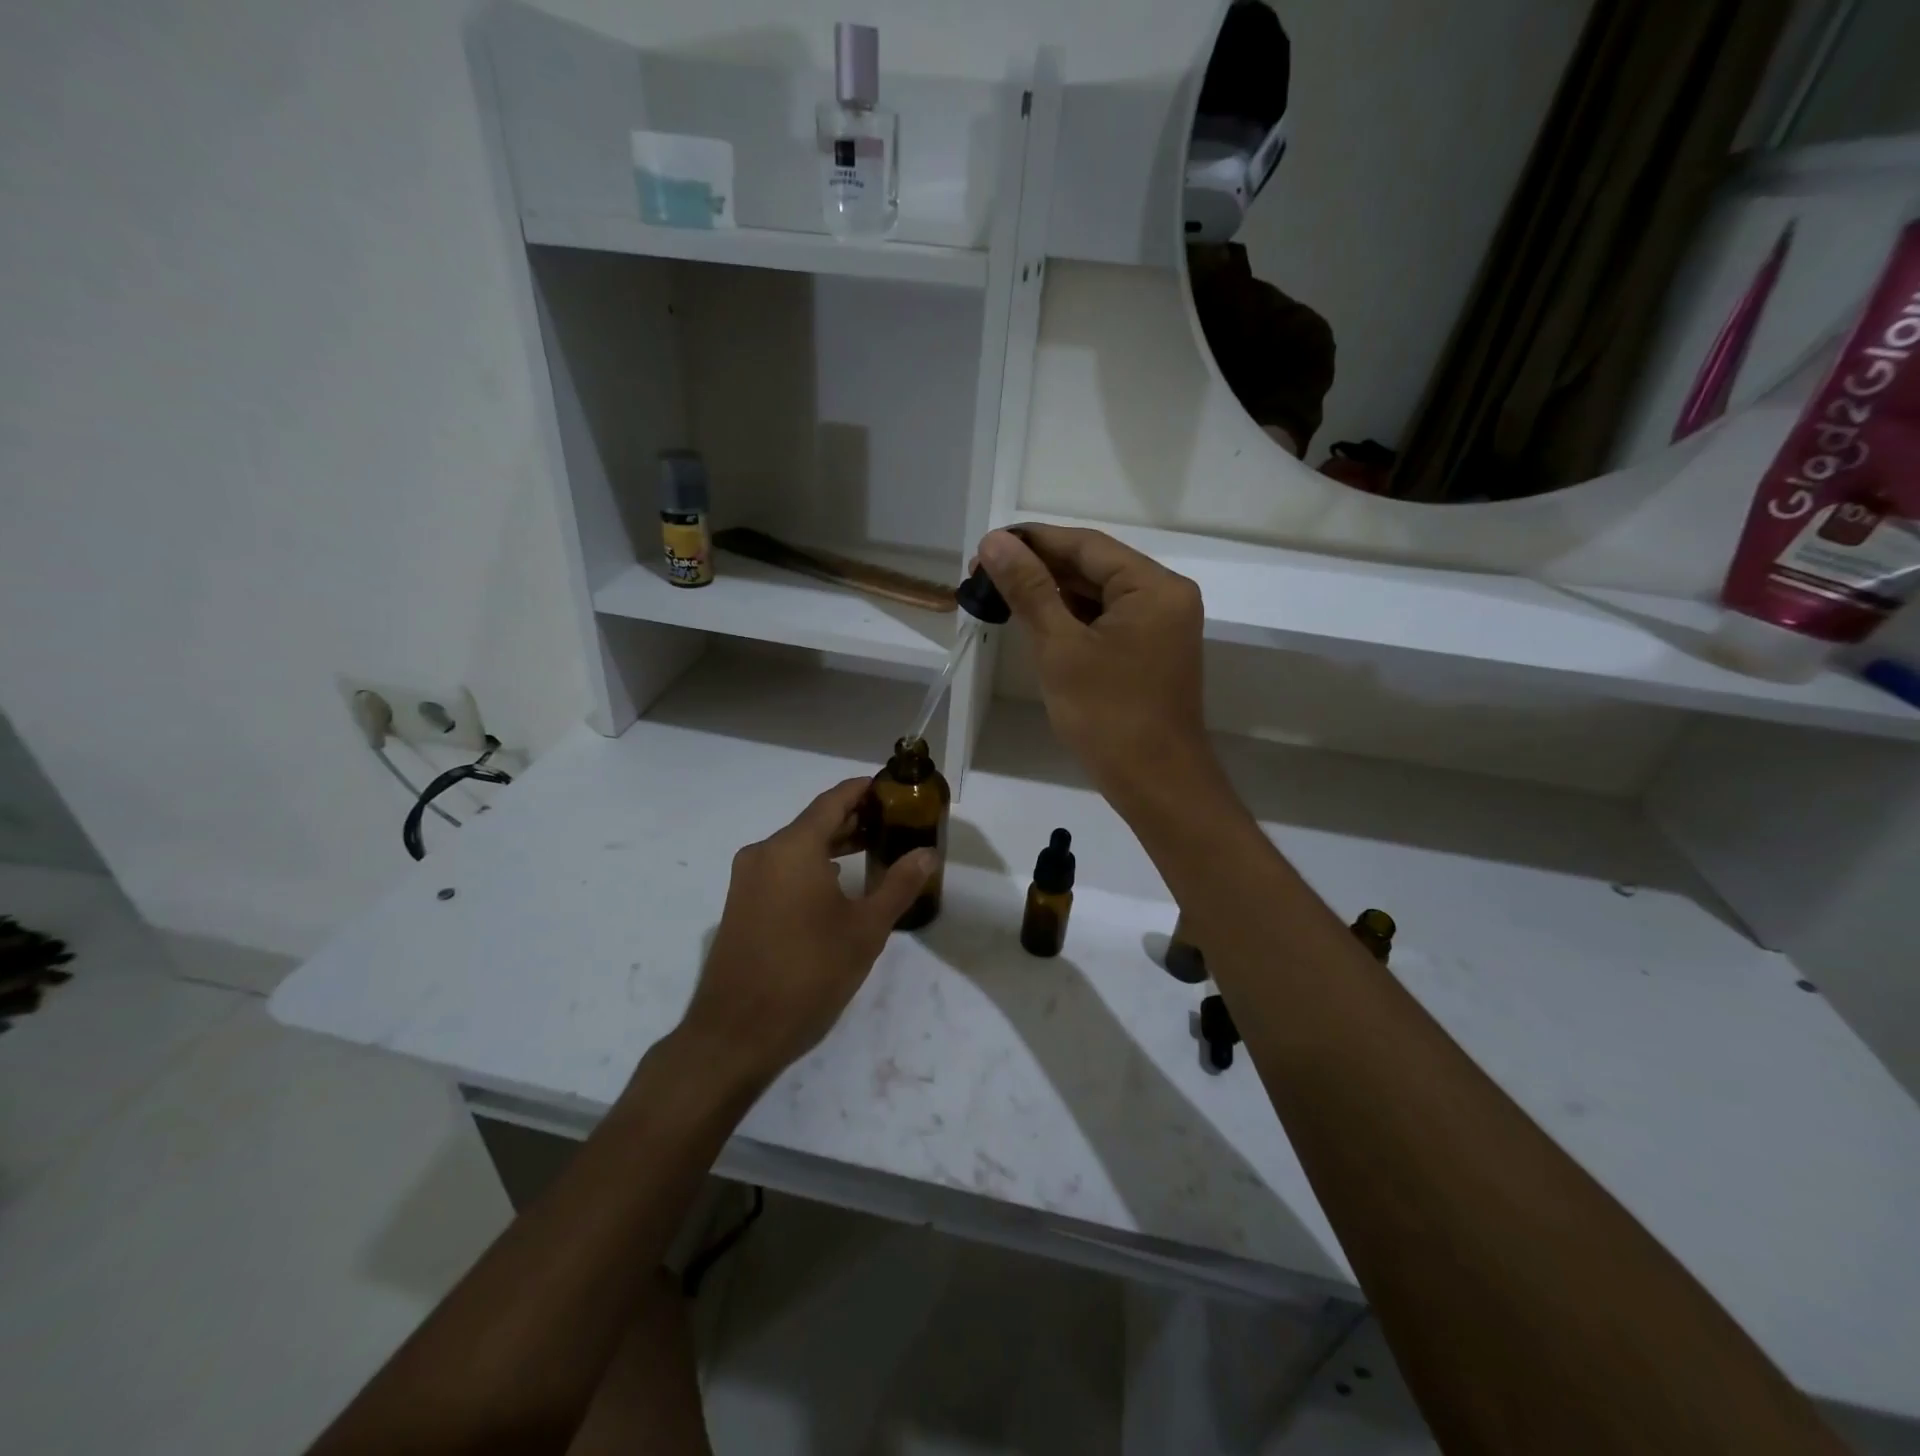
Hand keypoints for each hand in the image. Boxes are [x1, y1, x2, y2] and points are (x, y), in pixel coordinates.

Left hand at [678, 778, 935, 1090]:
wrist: (736, 1033)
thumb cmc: (809, 974)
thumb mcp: (865, 930)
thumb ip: (899, 885)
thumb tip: (927, 852)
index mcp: (793, 848)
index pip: (834, 800)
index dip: (865, 790)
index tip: (894, 788)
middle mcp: (764, 853)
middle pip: (815, 821)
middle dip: (854, 818)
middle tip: (894, 822)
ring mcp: (747, 879)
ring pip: (797, 847)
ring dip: (833, 844)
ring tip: (872, 850)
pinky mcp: (740, 904)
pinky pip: (781, 869)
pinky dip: (811, 866)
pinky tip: (837, 885)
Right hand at [978, 525, 1212, 805]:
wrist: (1157, 785)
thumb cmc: (1109, 716)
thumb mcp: (1061, 648)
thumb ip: (1030, 590)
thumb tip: (994, 542)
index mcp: (1154, 586)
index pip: (1085, 546)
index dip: (1033, 541)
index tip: (985, 546)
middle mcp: (1165, 596)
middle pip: (1093, 567)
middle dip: (1039, 569)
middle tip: (983, 575)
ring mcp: (1161, 626)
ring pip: (1097, 595)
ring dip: (1052, 594)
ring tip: (1000, 595)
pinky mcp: (1150, 652)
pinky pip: (1106, 621)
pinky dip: (1071, 619)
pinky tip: (1035, 621)